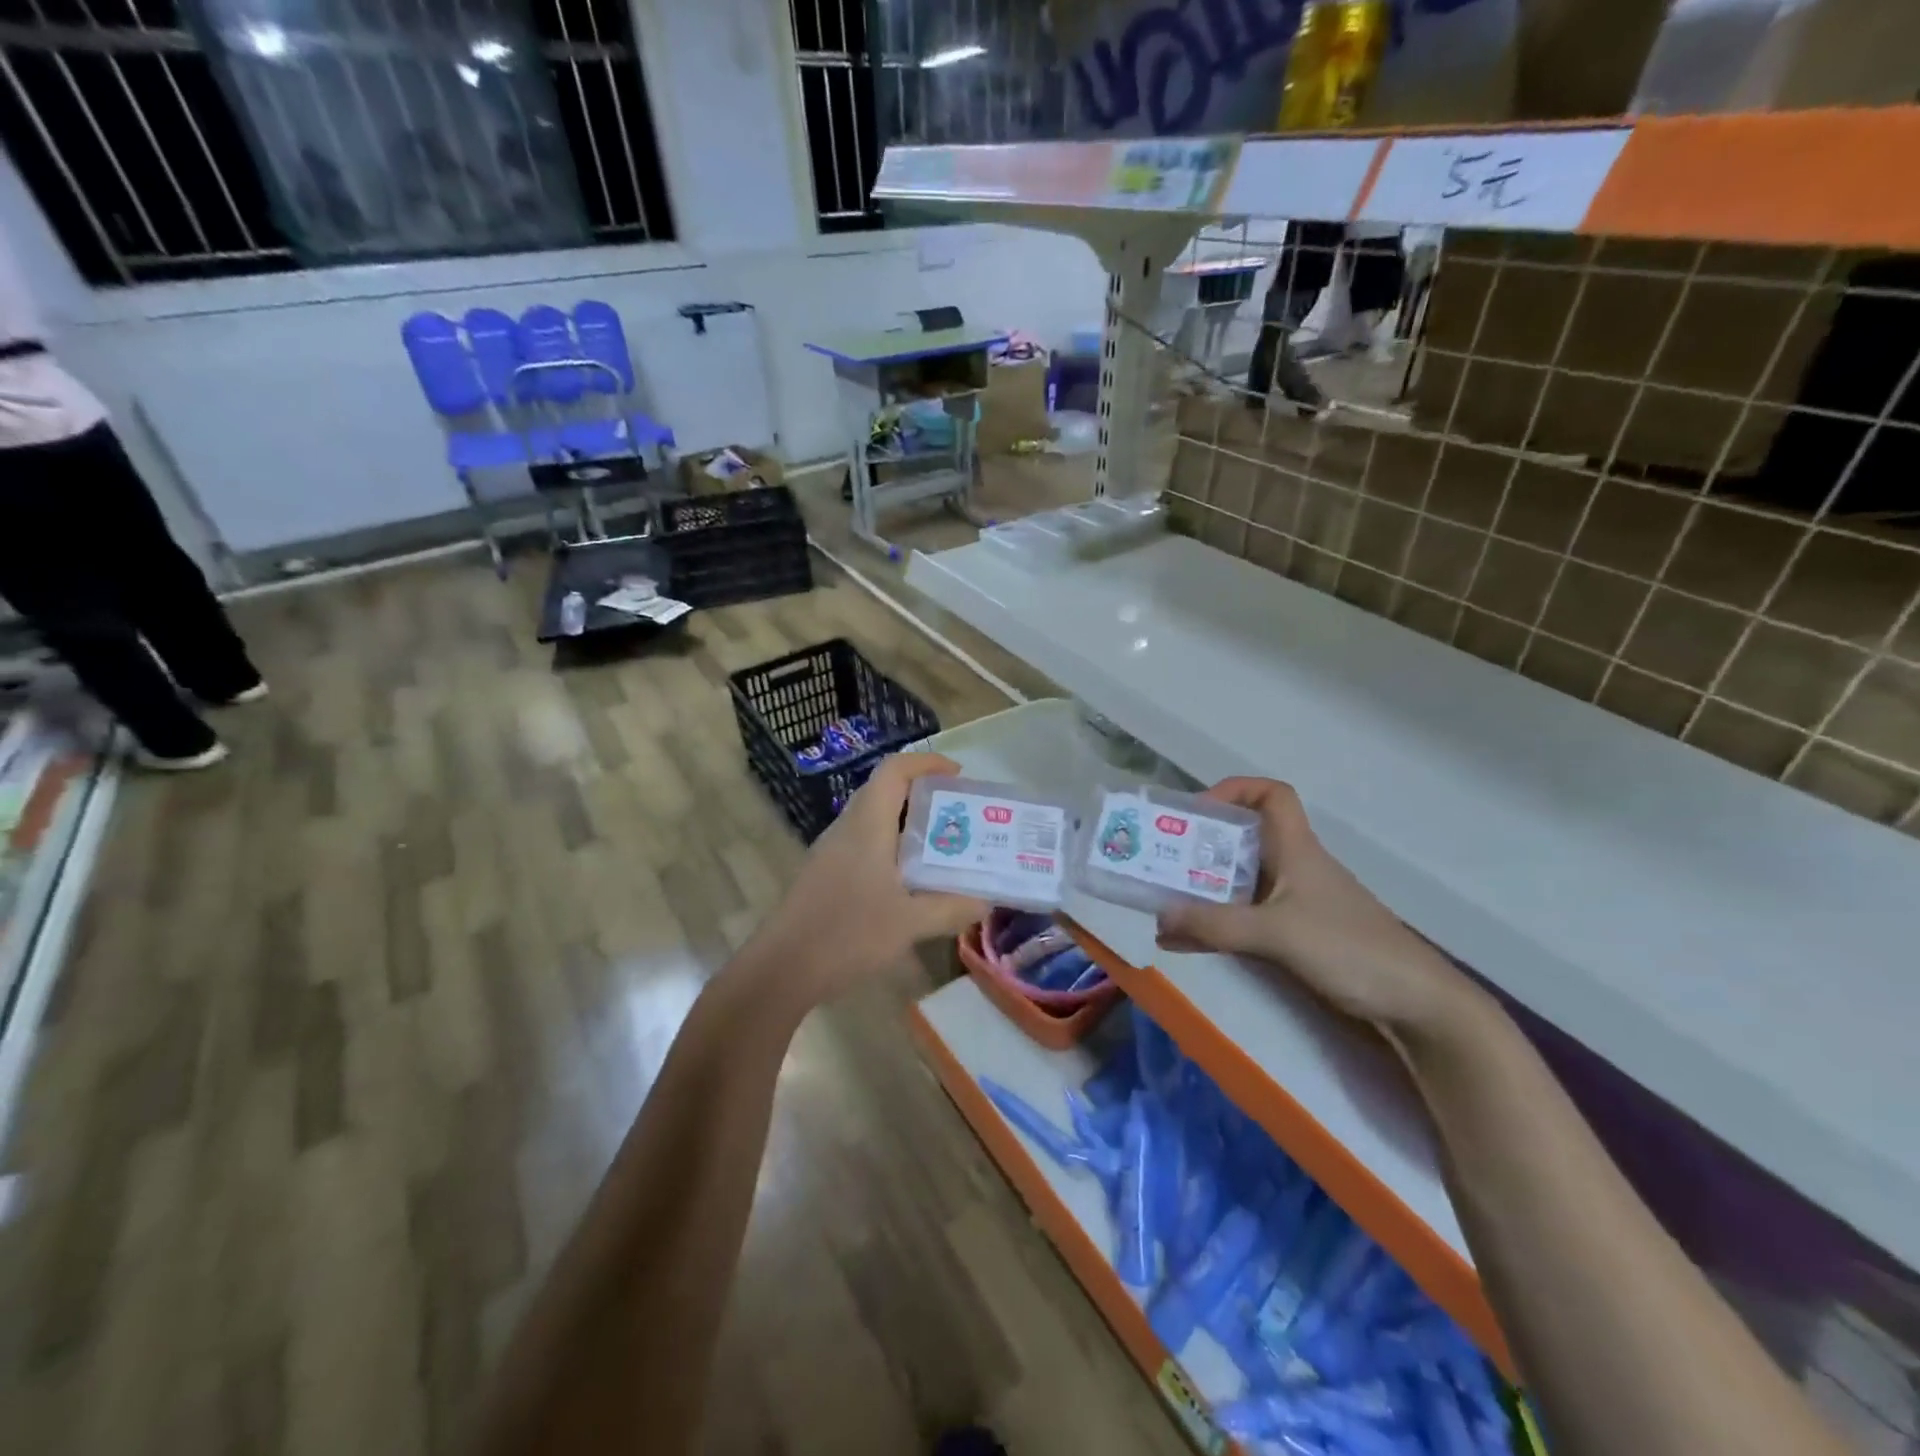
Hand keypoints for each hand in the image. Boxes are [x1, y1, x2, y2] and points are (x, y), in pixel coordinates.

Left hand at [746, 753, 985, 1005]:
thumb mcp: (909, 923)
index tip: (958, 775)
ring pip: (874, 819)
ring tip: (943, 845)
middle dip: (924, 794)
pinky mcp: (826, 873)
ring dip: (908, 823)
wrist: (782, 969)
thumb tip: (986, 902)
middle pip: (885, 791)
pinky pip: (864, 843)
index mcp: (867, 824)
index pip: (894, 770)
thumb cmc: (848, 934)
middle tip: (959, 814)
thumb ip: (951, 908)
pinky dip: (892, 847)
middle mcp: (847, 828)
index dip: (927, 763)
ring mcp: (832, 851)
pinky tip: (910, 880)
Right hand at [1155, 778, 1482, 1035]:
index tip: (1197, 812)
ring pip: (1239, 884)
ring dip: (1201, 891)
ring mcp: (1295, 905)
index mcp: (1297, 849)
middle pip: (1243, 841)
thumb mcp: (1277, 933)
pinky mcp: (1296, 938)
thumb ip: (1217, 925)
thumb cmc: (1350, 950)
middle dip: (1200, 847)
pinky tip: (1183, 943)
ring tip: (1161, 905)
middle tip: (1160, 862)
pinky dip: (1213, 926)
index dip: (1234, 790)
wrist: (1416, 1006)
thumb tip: (1159, 916)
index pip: (1271, 796)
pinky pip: (1243, 920)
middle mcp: (1293, 869)